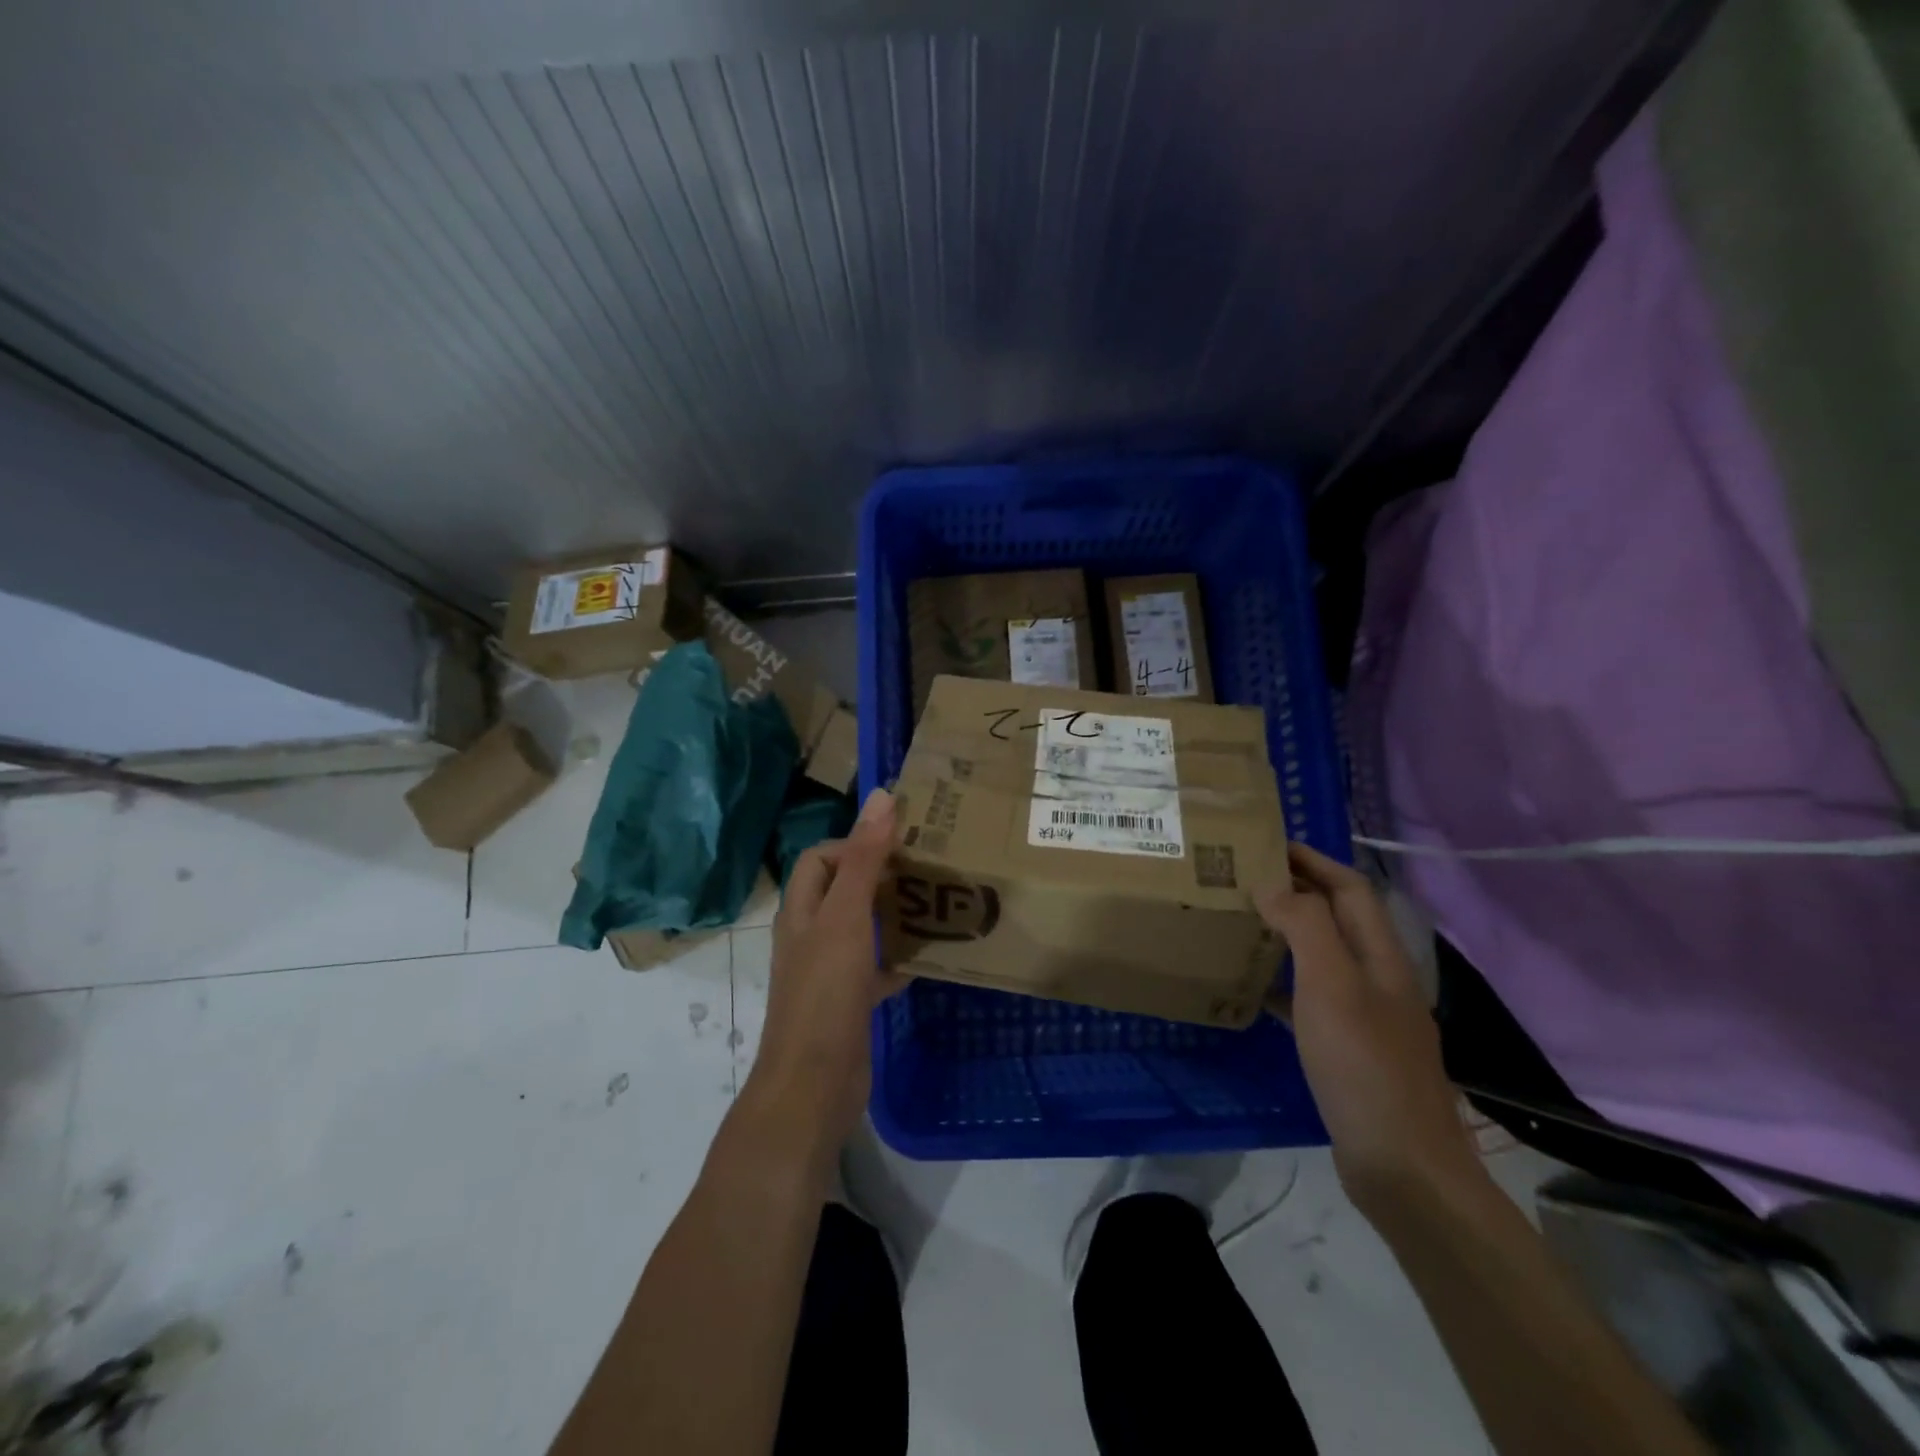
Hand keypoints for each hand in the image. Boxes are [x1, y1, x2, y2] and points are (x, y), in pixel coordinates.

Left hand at [746, 788, 906, 1154]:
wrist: (814, 1086)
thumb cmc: (825, 993)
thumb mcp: (846, 919)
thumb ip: (863, 859)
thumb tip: (882, 797)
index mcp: (802, 912)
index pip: (820, 858)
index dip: (854, 844)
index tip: (899, 845)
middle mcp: (811, 936)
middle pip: (843, 890)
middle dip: (880, 876)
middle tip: (927, 867)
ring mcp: (829, 972)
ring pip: (862, 928)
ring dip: (893, 914)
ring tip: (937, 903)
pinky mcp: (850, 1003)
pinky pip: (877, 967)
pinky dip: (899, 958)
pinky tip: (931, 957)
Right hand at [1255, 843, 1481, 1217]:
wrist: (1404, 1169)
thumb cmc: (1364, 1067)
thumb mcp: (1332, 986)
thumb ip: (1306, 926)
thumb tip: (1272, 883)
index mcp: (1382, 958)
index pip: (1350, 889)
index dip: (1314, 861)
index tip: (1268, 843)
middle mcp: (1380, 980)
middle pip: (1339, 920)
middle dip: (1298, 891)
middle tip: (1244, 879)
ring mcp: (1368, 1018)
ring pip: (1324, 958)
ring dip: (1288, 934)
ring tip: (1243, 923)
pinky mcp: (1351, 1052)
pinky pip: (1312, 1000)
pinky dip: (1283, 984)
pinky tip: (1252, 991)